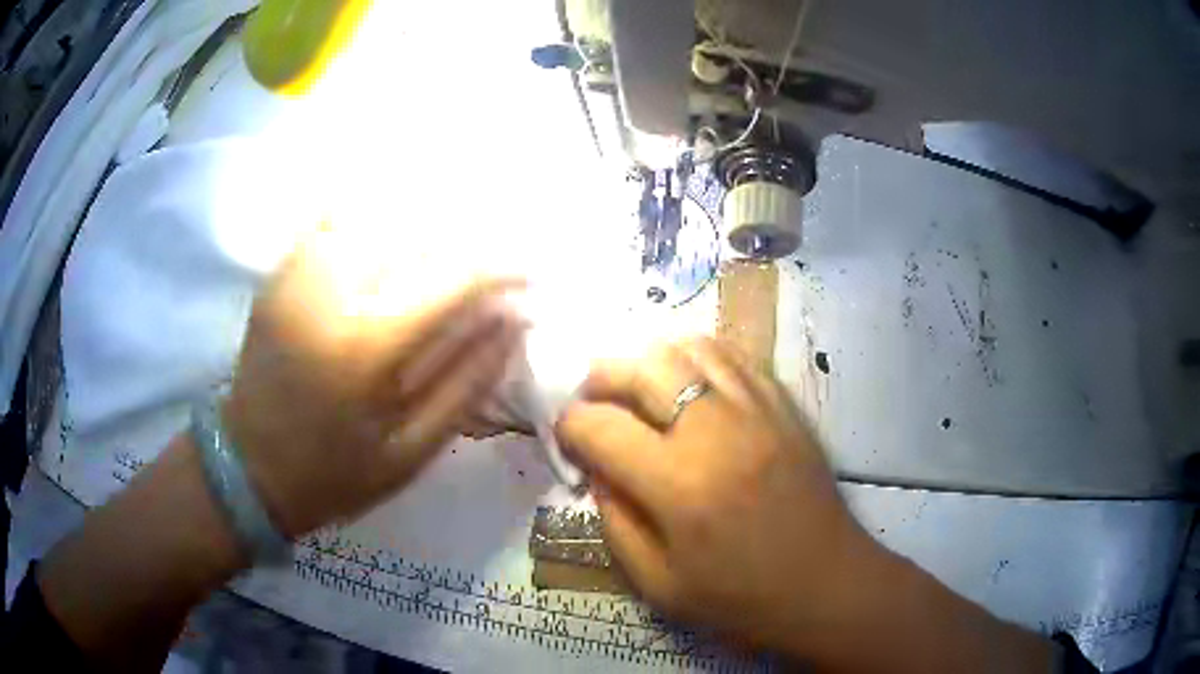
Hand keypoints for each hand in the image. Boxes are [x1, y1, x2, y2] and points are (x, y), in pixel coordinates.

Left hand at [224, 229, 526, 536]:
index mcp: (367, 347)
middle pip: (416, 232)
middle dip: (465, 244)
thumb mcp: (412, 451)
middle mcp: (330, 291)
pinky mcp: (280, 273)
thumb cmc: (333, 473)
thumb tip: (514, 320)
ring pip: (375, 215)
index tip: (528, 279)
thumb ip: (467, 381)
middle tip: (487, 272)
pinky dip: (369, 220)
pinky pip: (333, 221)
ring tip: (440, 259)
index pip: (452, 279)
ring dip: (420, 227)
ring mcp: (298, 274)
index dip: (501, 270)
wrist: (248, 467)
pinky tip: (387, 245)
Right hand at [556, 338, 884, 651]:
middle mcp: (715, 431)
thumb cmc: (740, 598)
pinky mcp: (785, 406)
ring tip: (641, 388)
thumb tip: (598, 470)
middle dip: (601, 378)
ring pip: (689, 348)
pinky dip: (699, 359)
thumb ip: (615, 522)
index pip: (599, 426)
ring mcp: (757, 410)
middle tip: (594, 401)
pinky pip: (735, 357)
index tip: (567, 438)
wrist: (826, 586)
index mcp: (678, 485)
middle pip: (642, 368)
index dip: (569, 427)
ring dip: (651, 361)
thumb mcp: (657, 583)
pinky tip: (691, 384)